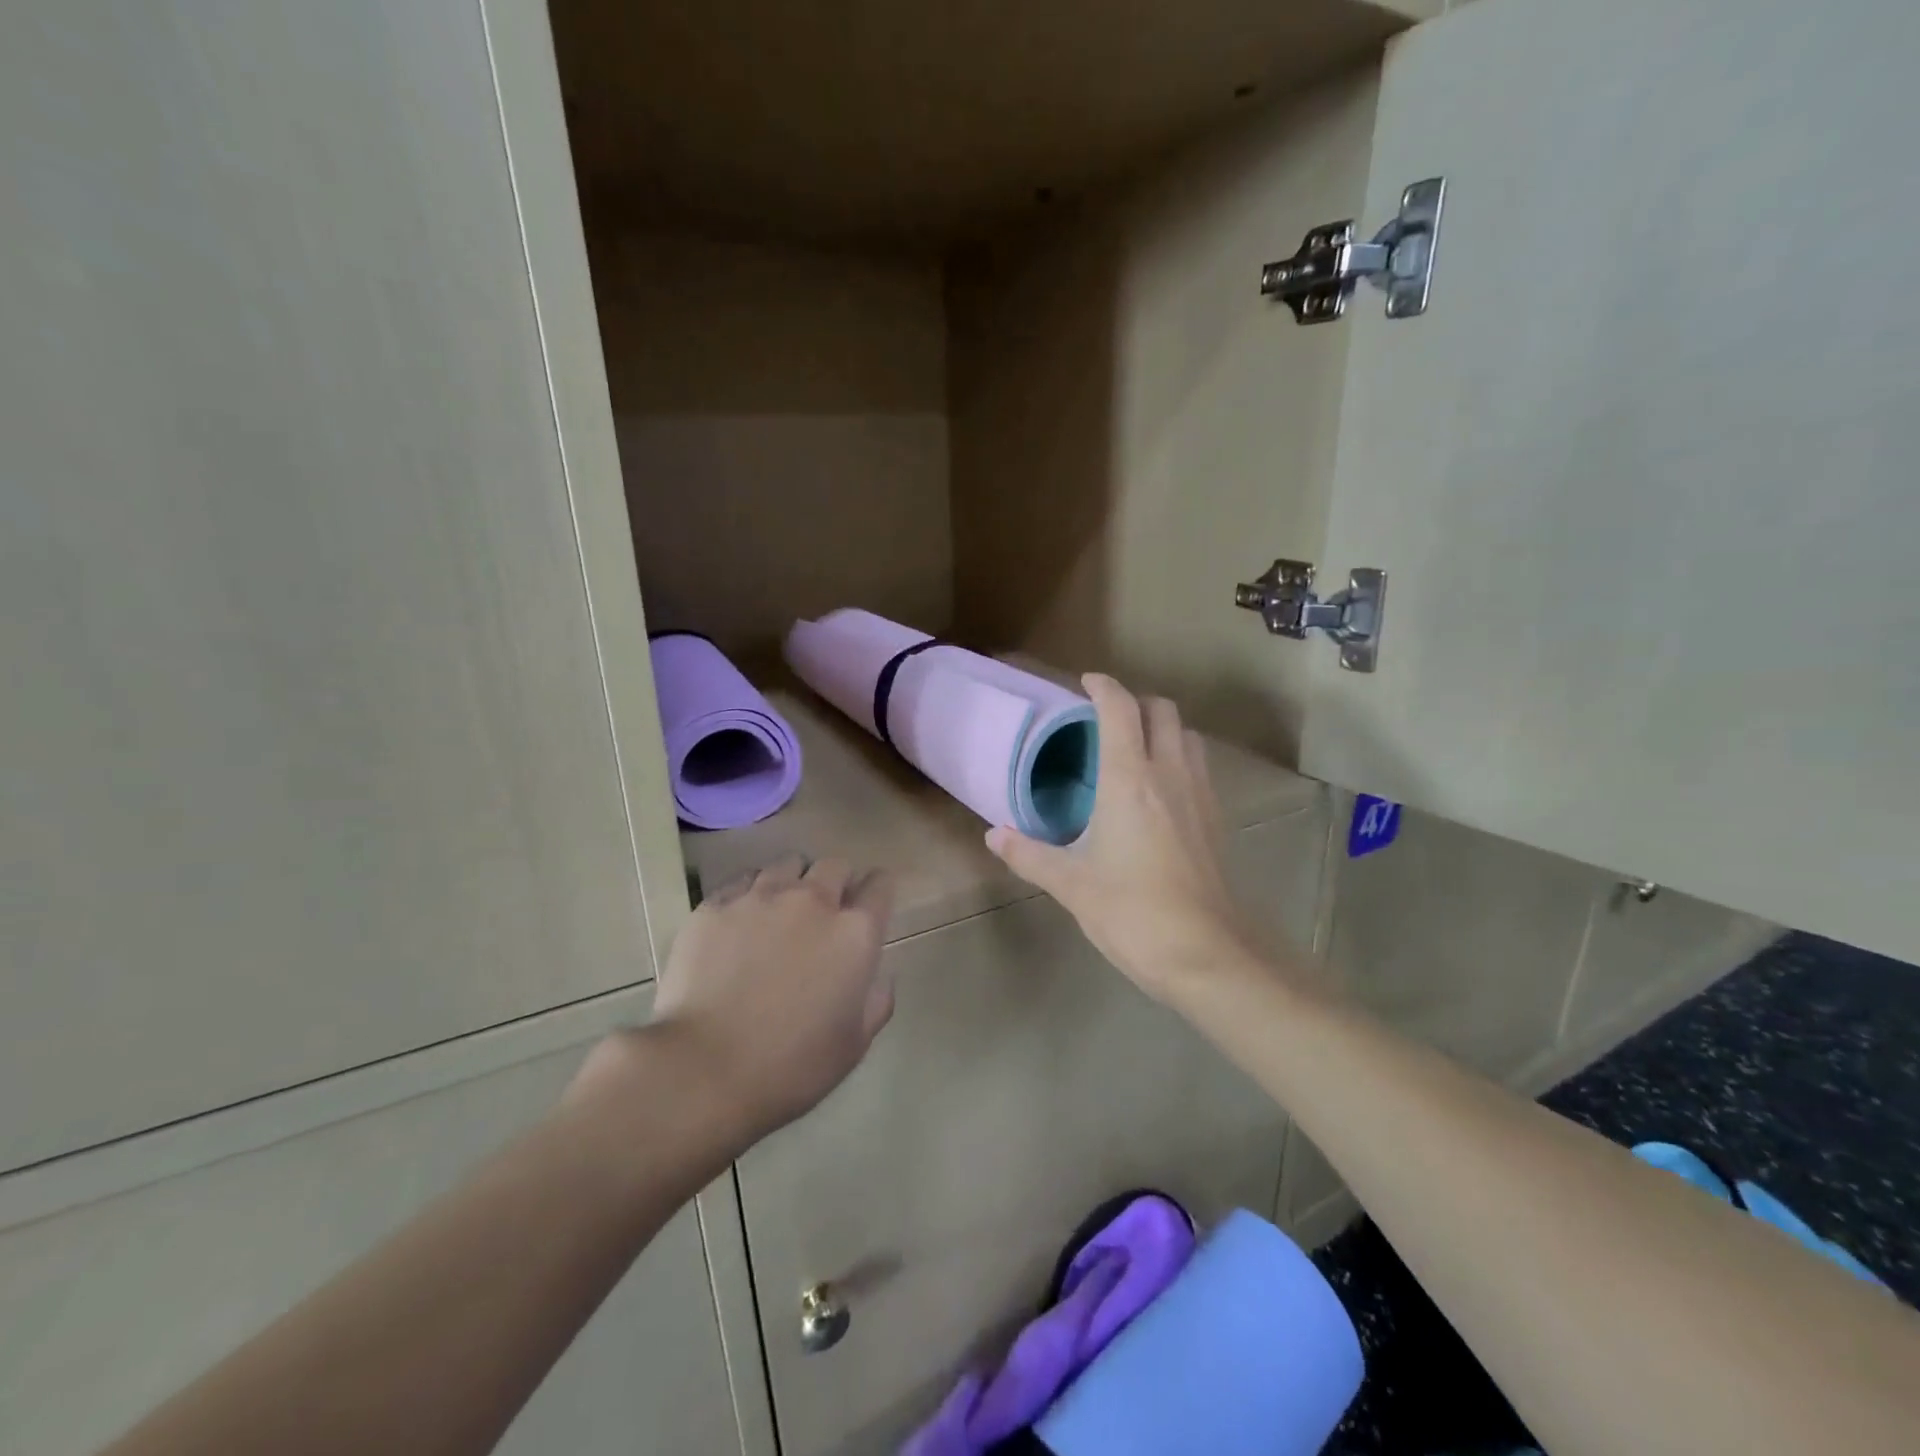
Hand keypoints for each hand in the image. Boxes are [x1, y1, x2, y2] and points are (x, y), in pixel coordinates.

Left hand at [570, 857, 894, 1142]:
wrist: (703, 1069)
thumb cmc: (791, 1066)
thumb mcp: (853, 1045)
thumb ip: (876, 1002)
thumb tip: (880, 977)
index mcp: (854, 932)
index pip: (880, 885)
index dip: (878, 892)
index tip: (870, 906)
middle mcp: (813, 901)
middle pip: (835, 866)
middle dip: (836, 882)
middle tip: (825, 913)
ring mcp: (761, 897)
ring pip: (787, 864)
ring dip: (793, 882)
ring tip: (780, 911)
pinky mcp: (716, 905)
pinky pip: (743, 881)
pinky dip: (750, 894)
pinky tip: (740, 923)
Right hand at [987, 675, 1260, 1006]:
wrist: (1206, 954)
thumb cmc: (1132, 913)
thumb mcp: (1071, 885)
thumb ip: (1030, 855)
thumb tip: (994, 835)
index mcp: (1129, 780)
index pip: (1119, 710)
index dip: (1103, 687)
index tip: (1085, 683)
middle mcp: (1169, 774)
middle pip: (1162, 711)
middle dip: (1136, 702)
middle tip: (1107, 718)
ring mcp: (1199, 795)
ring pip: (1187, 736)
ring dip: (1162, 728)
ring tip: (1135, 748)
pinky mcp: (1216, 820)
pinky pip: (1198, 767)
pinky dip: (1179, 758)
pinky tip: (1160, 790)